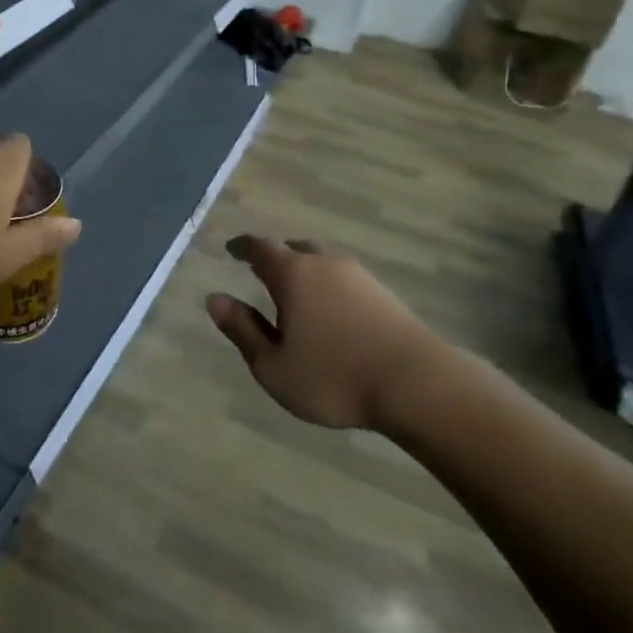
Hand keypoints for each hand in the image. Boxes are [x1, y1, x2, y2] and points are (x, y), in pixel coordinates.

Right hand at [206, 236, 447, 431]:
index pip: (260, 248)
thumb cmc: (334, 377)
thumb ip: (242, 329)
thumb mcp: (273, 365)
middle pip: (295, 249)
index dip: (243, 247)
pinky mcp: (385, 295)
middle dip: (276, 257)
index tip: (231, 250)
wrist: (418, 385)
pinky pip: (345, 280)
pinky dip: (330, 288)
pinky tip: (332, 313)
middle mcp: (325, 264)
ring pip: (323, 263)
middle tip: (264, 272)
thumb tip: (215, 299)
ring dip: (306, 273)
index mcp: (293, 274)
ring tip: (298, 296)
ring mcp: (360, 276)